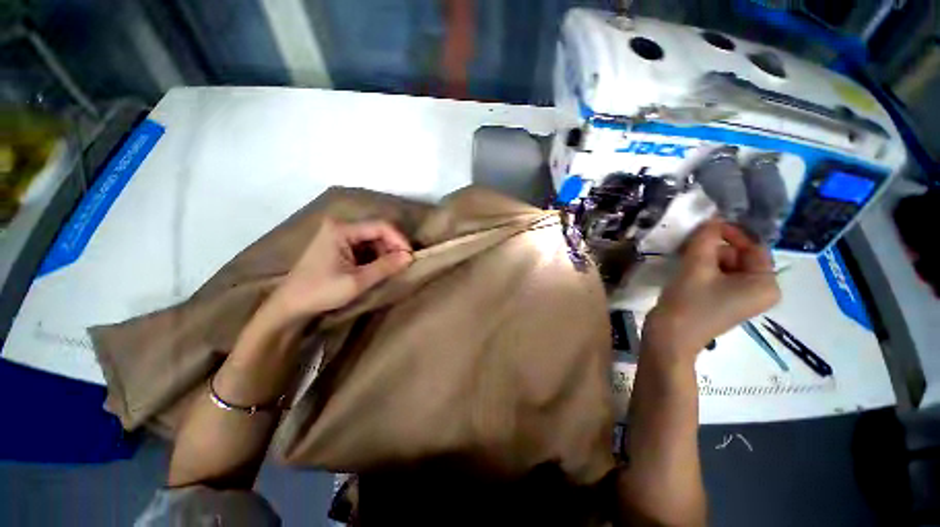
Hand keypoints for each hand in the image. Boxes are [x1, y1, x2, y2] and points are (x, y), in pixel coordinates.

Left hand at [265, 218, 412, 324]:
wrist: (290, 305)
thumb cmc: (320, 292)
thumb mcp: (357, 281)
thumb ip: (385, 267)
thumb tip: (410, 257)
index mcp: (341, 229)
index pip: (380, 226)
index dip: (399, 239)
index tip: (411, 256)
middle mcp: (340, 226)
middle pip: (377, 231)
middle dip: (393, 247)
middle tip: (403, 265)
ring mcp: (338, 235)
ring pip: (373, 239)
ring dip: (385, 253)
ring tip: (392, 269)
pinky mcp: (339, 245)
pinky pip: (365, 246)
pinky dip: (376, 257)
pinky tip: (379, 269)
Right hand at [644, 220, 780, 359]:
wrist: (669, 338)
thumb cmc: (687, 303)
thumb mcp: (696, 266)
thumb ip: (706, 239)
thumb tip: (711, 219)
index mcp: (765, 284)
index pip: (753, 247)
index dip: (730, 233)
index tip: (704, 226)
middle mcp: (760, 291)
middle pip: (740, 257)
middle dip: (714, 249)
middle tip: (688, 246)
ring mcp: (742, 298)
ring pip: (726, 266)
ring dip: (705, 259)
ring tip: (683, 261)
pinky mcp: (724, 302)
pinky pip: (719, 277)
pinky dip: (703, 270)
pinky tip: (685, 272)